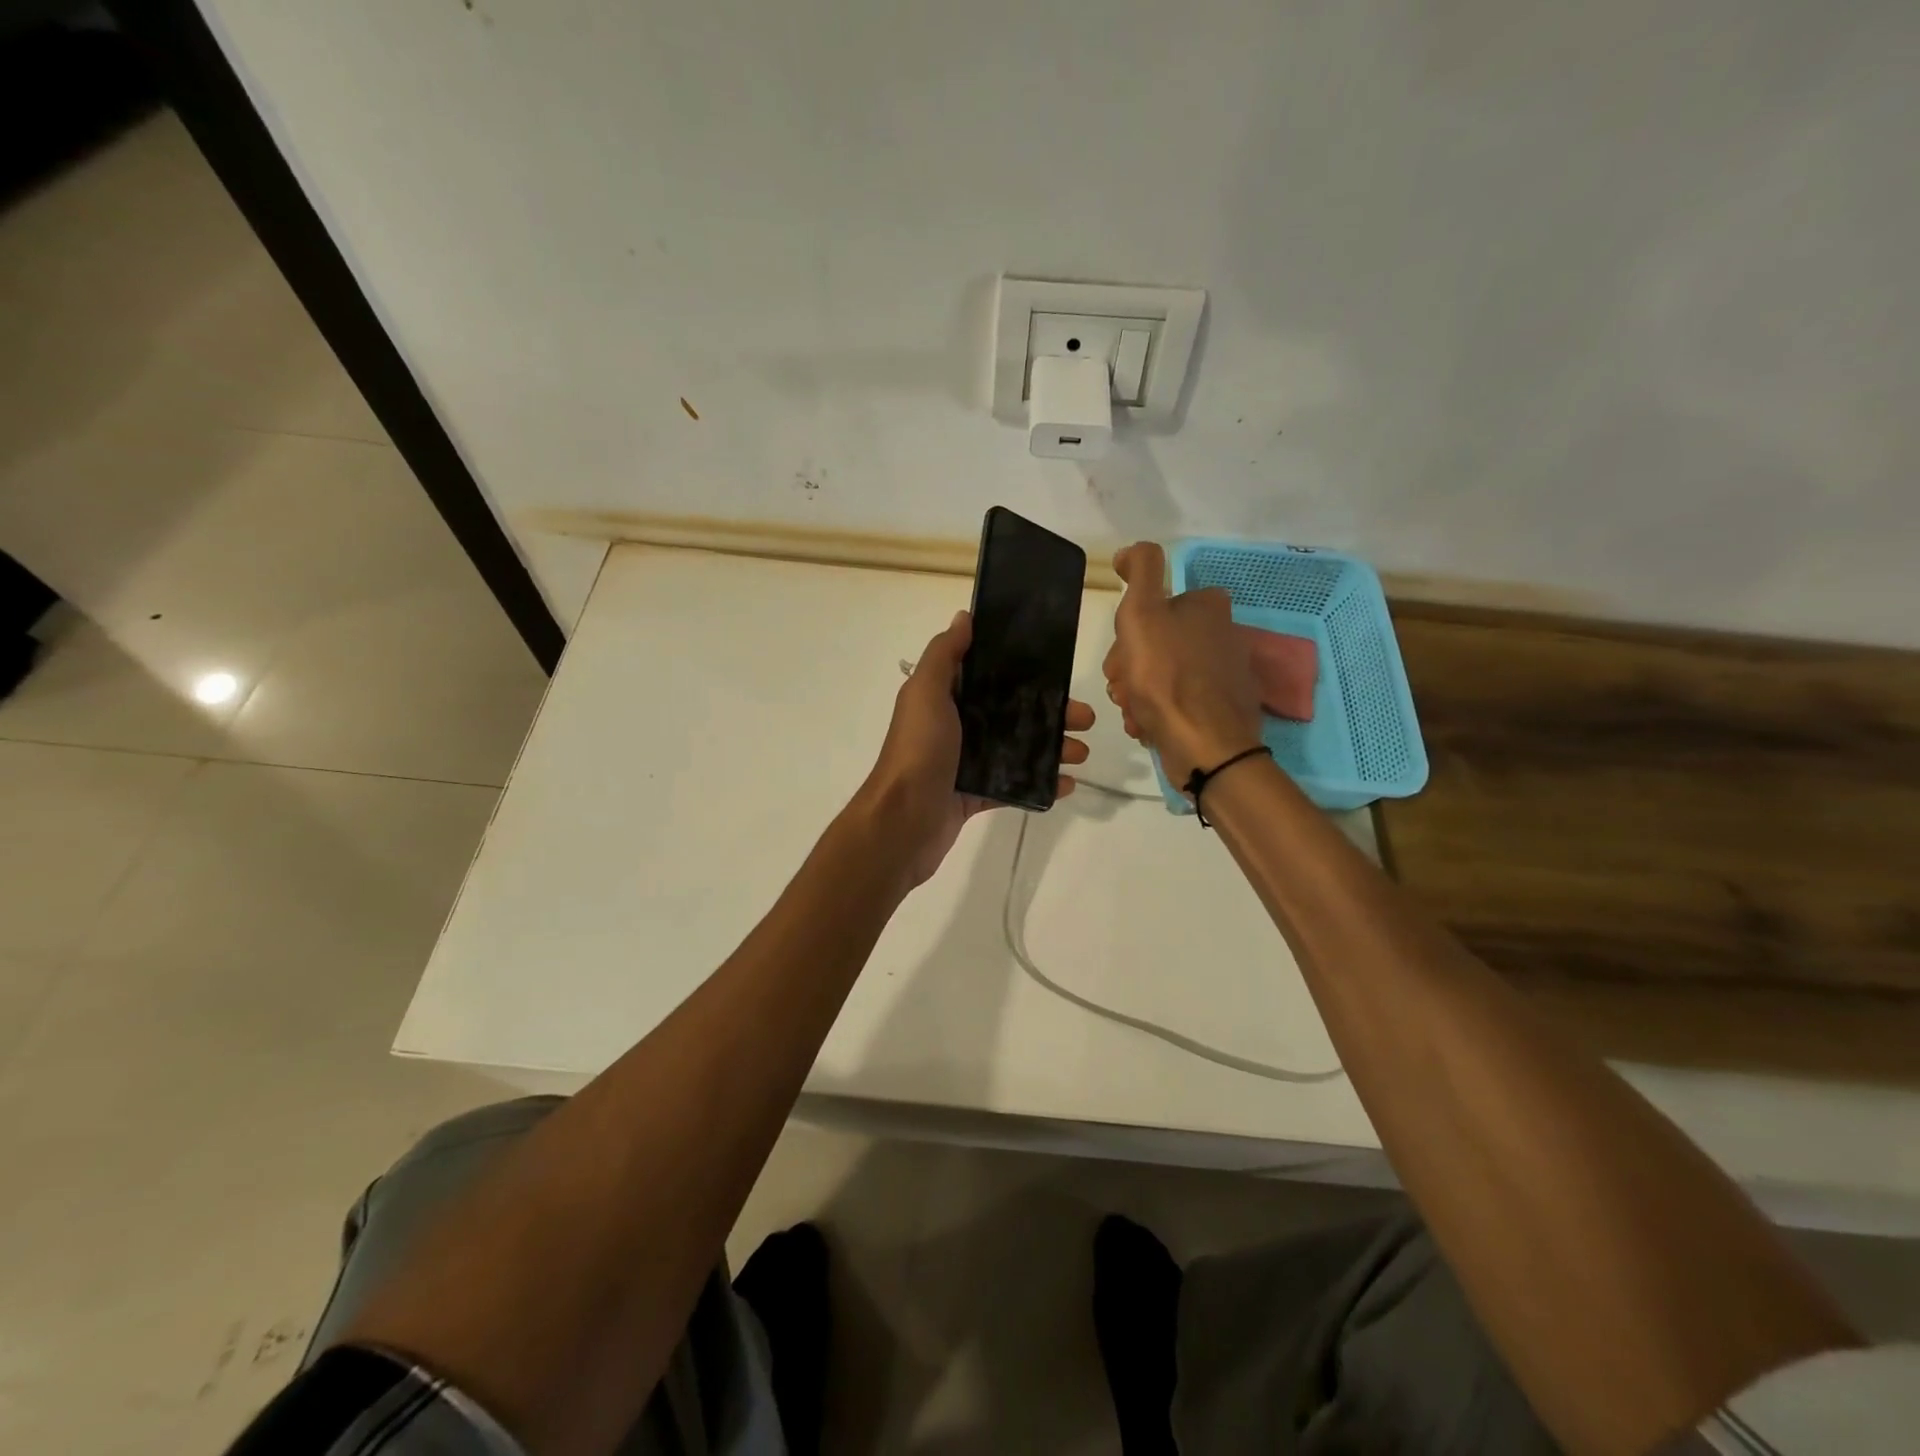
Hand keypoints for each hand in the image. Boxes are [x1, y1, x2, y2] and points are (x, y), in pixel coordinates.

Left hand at [856, 610, 1093, 887]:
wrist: (903, 821)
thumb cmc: (919, 750)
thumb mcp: (926, 692)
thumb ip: (944, 654)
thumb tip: (965, 616)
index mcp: (944, 697)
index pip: (990, 676)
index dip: (1024, 671)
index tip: (1060, 670)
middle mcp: (956, 726)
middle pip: (1012, 712)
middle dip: (1051, 713)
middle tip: (1085, 719)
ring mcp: (966, 763)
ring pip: (1017, 748)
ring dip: (1052, 748)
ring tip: (1082, 753)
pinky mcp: (974, 796)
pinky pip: (1014, 785)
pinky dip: (1041, 784)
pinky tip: (1067, 784)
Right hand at [1102, 542, 1262, 787]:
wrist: (1204, 746)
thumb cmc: (1166, 676)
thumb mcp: (1143, 612)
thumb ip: (1140, 571)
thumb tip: (1131, 550)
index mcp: (1208, 606)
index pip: (1154, 605)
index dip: (1129, 629)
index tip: (1122, 653)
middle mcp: (1222, 634)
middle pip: (1154, 643)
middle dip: (1130, 668)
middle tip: (1124, 687)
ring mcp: (1222, 674)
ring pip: (1160, 675)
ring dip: (1137, 693)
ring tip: (1135, 711)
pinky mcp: (1219, 709)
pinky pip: (1175, 703)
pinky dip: (1156, 713)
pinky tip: (1148, 726)